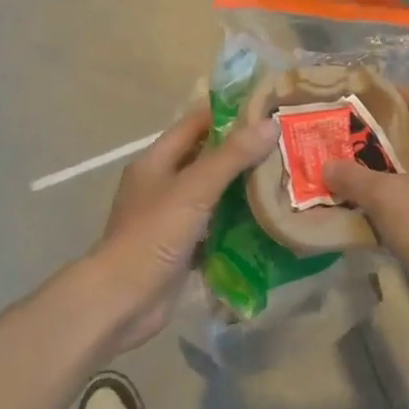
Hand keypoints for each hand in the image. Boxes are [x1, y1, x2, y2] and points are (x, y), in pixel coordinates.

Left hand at [79, 102, 276, 352]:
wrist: (122, 301)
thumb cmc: (152, 235)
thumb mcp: (194, 189)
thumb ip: (231, 157)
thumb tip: (270, 125)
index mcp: (157, 160)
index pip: (196, 123)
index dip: (230, 113)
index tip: (268, 108)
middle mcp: (162, 183)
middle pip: (207, 158)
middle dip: (243, 152)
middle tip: (286, 145)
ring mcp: (172, 217)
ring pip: (214, 193)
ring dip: (244, 188)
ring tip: (285, 178)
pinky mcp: (182, 247)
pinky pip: (215, 226)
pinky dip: (238, 222)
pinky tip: (269, 220)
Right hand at [322, 89, 408, 326]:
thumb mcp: (386, 199)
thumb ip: (352, 177)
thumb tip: (327, 164)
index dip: (390, 94)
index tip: (356, 98)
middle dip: (381, 131)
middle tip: (345, 136)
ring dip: (389, 163)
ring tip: (353, 169)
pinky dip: (401, 189)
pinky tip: (377, 205)